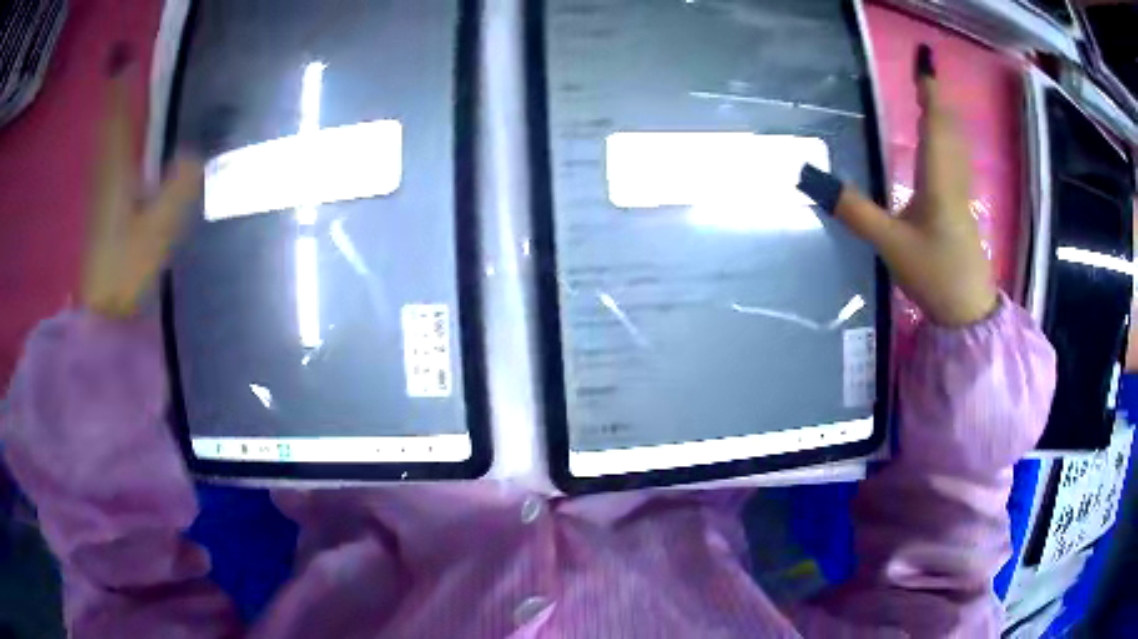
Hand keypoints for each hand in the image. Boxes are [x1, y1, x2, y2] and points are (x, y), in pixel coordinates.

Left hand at [83, 57, 201, 317]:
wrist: (102, 310)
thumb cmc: (127, 267)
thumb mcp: (159, 228)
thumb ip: (179, 186)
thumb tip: (198, 152)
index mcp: (117, 171)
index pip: (118, 118)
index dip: (121, 88)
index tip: (125, 58)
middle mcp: (104, 173)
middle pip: (108, 125)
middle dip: (115, 95)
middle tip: (122, 66)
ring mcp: (99, 191)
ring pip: (103, 142)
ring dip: (111, 115)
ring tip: (119, 93)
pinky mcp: (100, 207)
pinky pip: (104, 160)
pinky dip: (108, 141)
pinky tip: (114, 141)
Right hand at [800, 45, 997, 326]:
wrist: (968, 311)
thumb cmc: (935, 274)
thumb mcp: (891, 245)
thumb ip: (855, 211)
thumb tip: (813, 180)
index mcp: (938, 179)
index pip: (935, 124)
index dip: (929, 93)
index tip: (924, 66)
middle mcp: (953, 178)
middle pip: (949, 129)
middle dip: (936, 100)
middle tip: (923, 76)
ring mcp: (961, 193)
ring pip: (956, 144)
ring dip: (944, 117)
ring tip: (929, 100)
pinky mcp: (962, 207)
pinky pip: (957, 159)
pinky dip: (948, 139)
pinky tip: (941, 143)